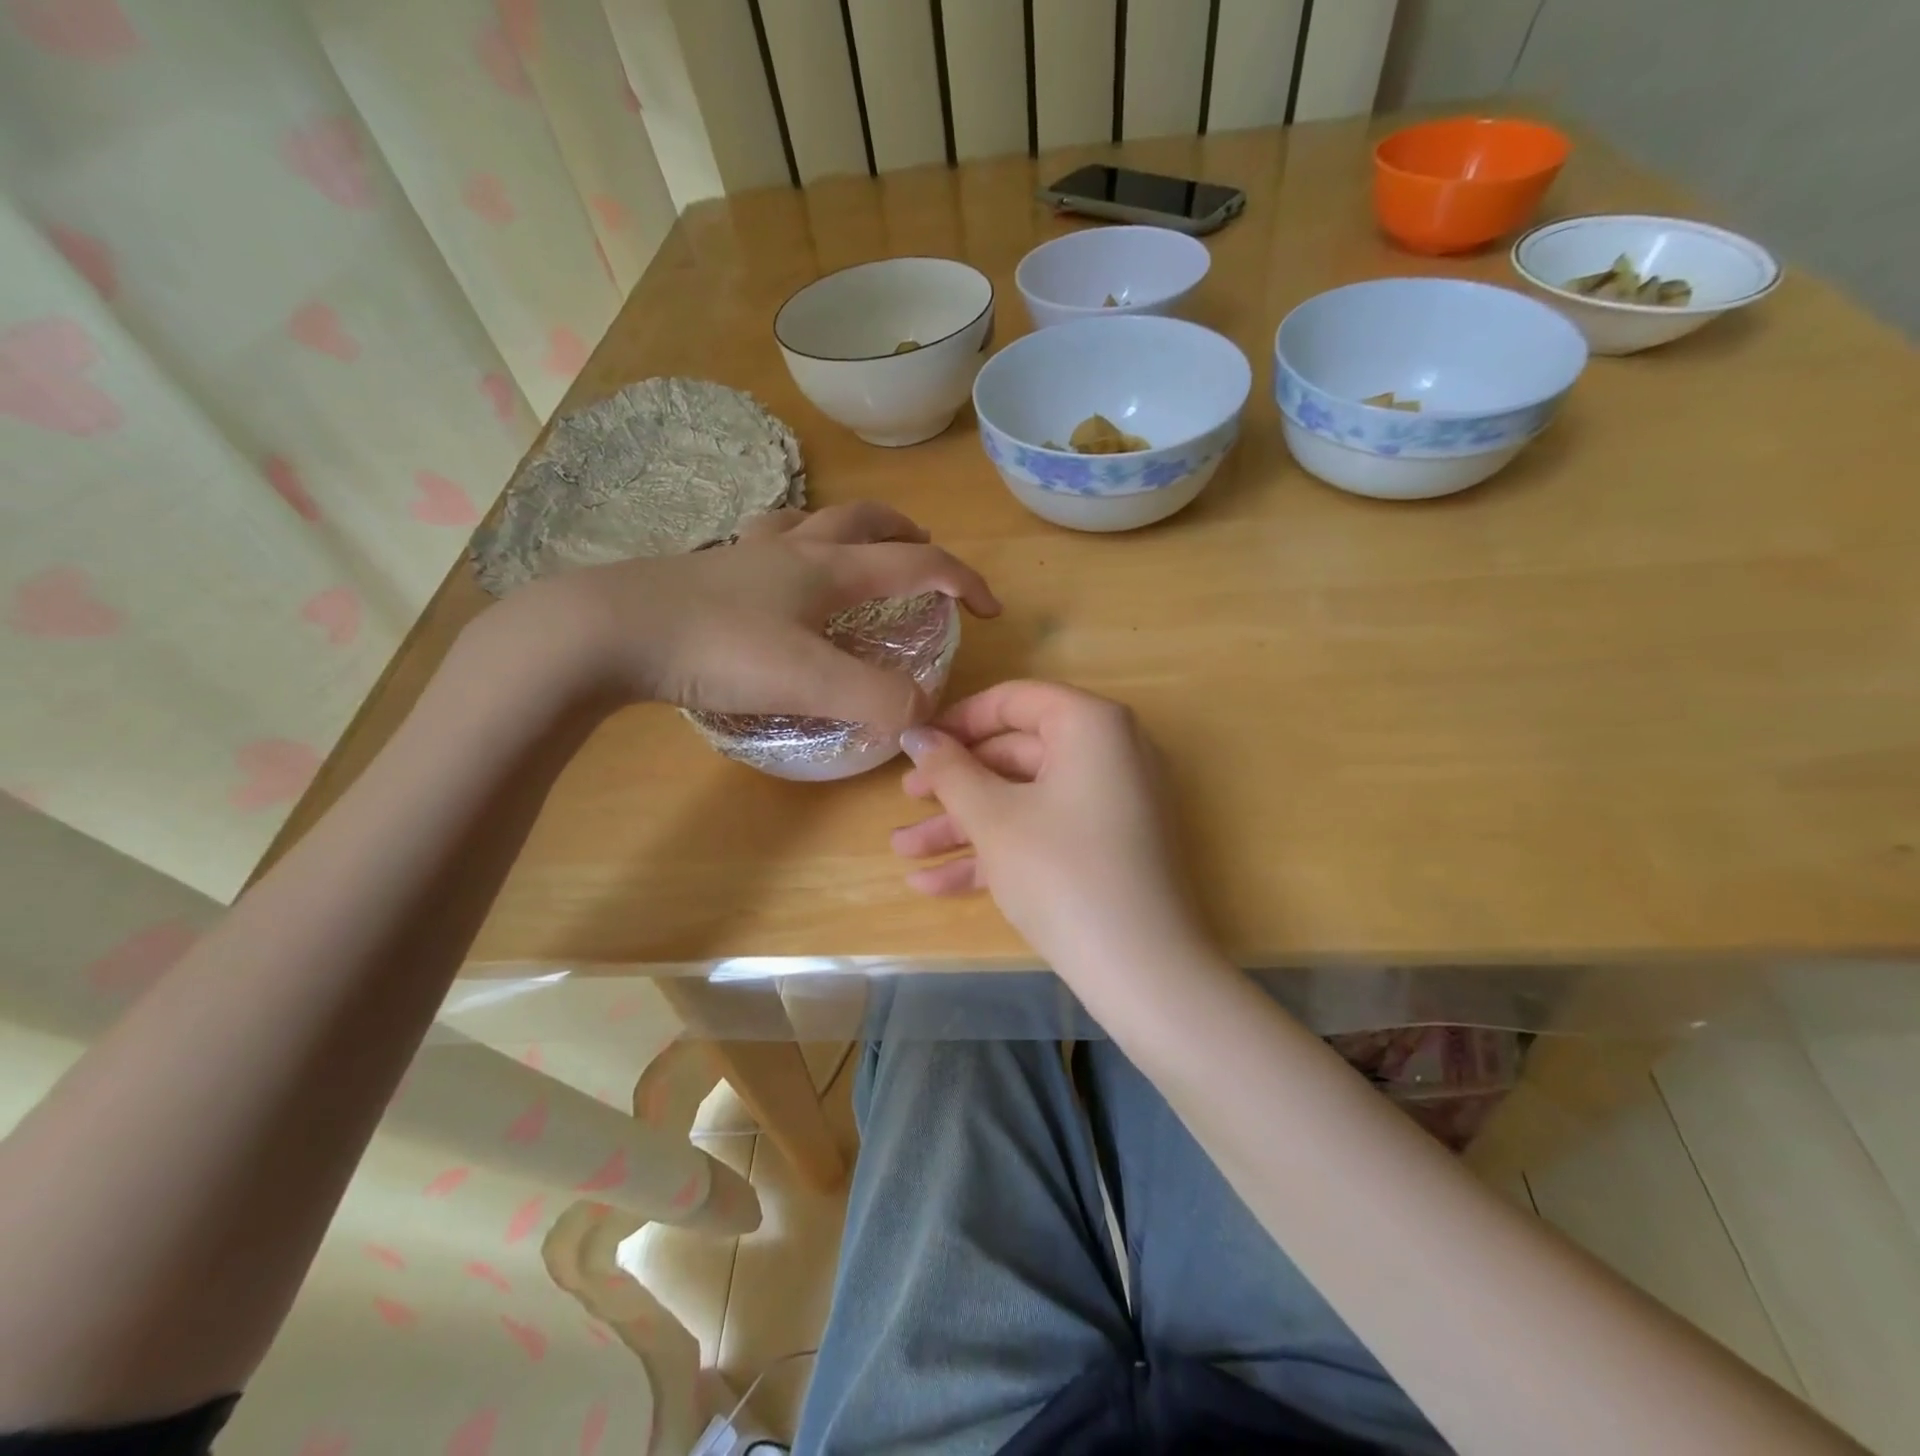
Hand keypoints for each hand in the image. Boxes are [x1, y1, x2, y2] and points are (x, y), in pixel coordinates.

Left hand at [497, 503, 999, 726]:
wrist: (608, 630)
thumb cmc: (718, 648)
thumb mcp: (811, 682)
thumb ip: (877, 699)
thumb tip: (925, 716)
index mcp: (829, 568)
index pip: (917, 563)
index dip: (963, 581)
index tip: (990, 607)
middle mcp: (794, 548)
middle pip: (865, 520)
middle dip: (907, 535)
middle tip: (927, 556)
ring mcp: (746, 554)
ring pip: (812, 521)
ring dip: (848, 529)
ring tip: (858, 553)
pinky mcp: (708, 570)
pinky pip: (764, 541)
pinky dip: (790, 545)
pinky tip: (779, 572)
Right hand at [892, 681, 1208, 975]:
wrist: (1142, 972)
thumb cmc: (1062, 872)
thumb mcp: (994, 818)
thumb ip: (949, 770)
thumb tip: (916, 735)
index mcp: (1091, 725)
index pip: (1015, 700)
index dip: (958, 721)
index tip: (916, 745)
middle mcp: (1109, 753)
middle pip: (1016, 754)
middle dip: (954, 785)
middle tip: (906, 801)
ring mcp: (1111, 804)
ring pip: (1025, 800)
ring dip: (964, 826)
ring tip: (902, 852)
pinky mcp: (1108, 848)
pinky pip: (1046, 833)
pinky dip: (997, 852)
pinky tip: (934, 884)